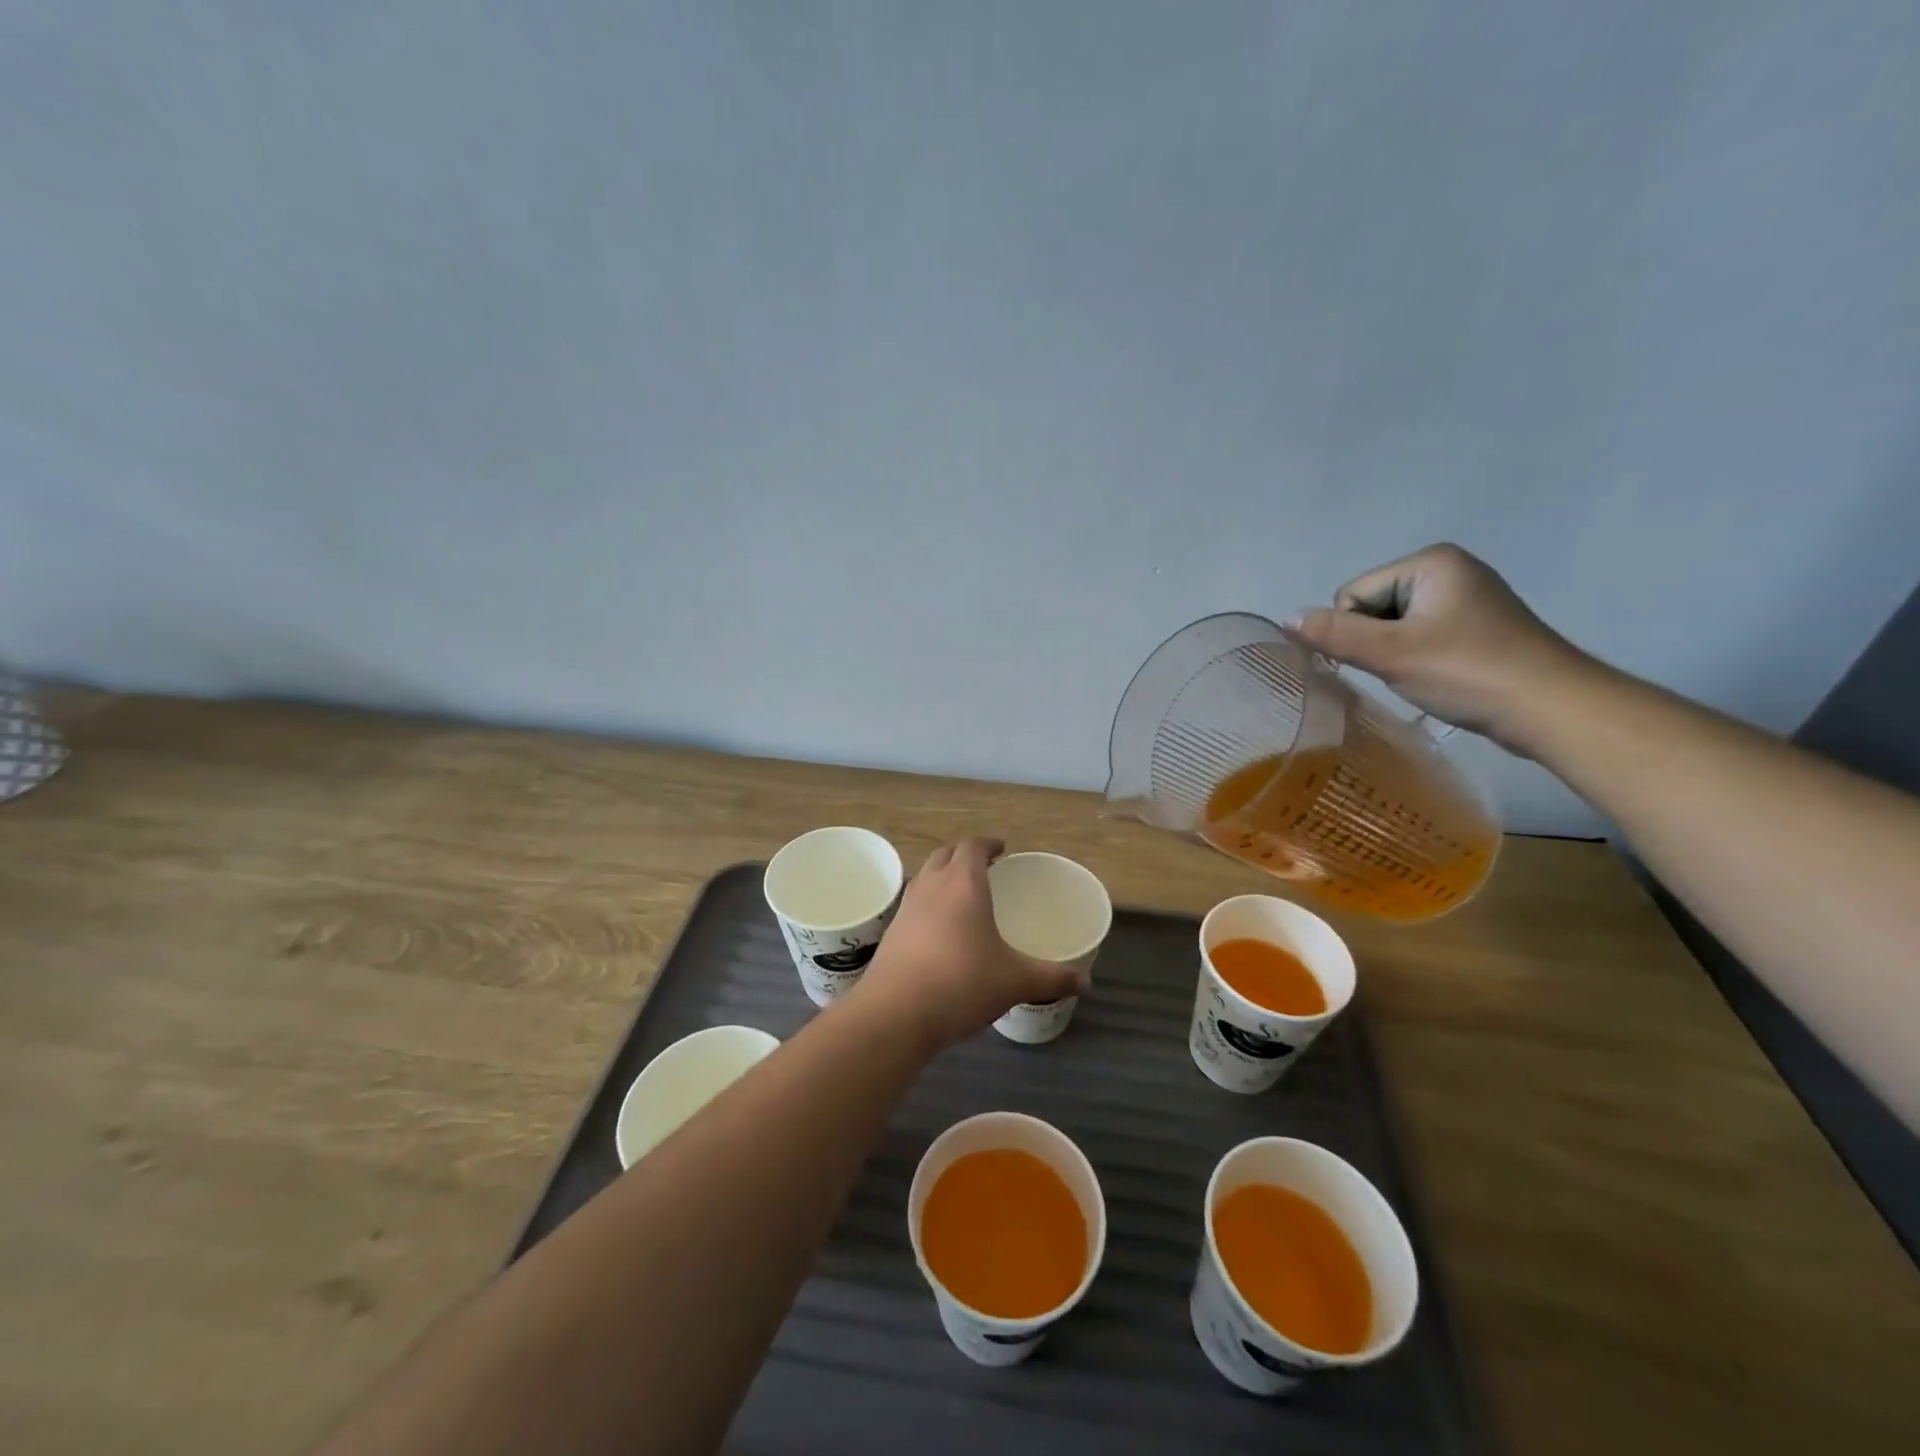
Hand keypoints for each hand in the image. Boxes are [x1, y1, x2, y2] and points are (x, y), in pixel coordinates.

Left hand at [848, 837, 1086, 1052]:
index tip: (1002, 849)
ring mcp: (906, 907)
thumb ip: (1052, 978)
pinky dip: (928, 904)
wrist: (895, 1013)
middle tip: (985, 868)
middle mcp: (932, 885)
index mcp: (964, 883)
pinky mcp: (892, 932)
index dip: (988, 844)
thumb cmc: (962, 984)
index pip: (973, 846)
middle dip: (964, 855)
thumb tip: (1086, 981)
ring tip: (962, 895)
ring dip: (943, 876)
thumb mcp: (1015, 982)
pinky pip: (913, 903)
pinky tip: (940, 930)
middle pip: (945, 854)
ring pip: (926, 876)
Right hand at [1287, 543, 1595, 754]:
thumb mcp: (1391, 653)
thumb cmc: (1468, 672)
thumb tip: (1284, 619)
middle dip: (1375, 642)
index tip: (1386, 660)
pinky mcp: (1475, 626)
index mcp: (1431, 562)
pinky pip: (1419, 635)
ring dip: (1394, 653)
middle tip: (1405, 670)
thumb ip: (1335, 634)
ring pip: (1392, 625)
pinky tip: (1436, 677)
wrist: (1551, 709)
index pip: (1353, 594)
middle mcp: (1449, 569)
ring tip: (1422, 676)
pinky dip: (1416, 658)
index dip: (1355, 632)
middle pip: (1371, 606)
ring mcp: (1465, 597)